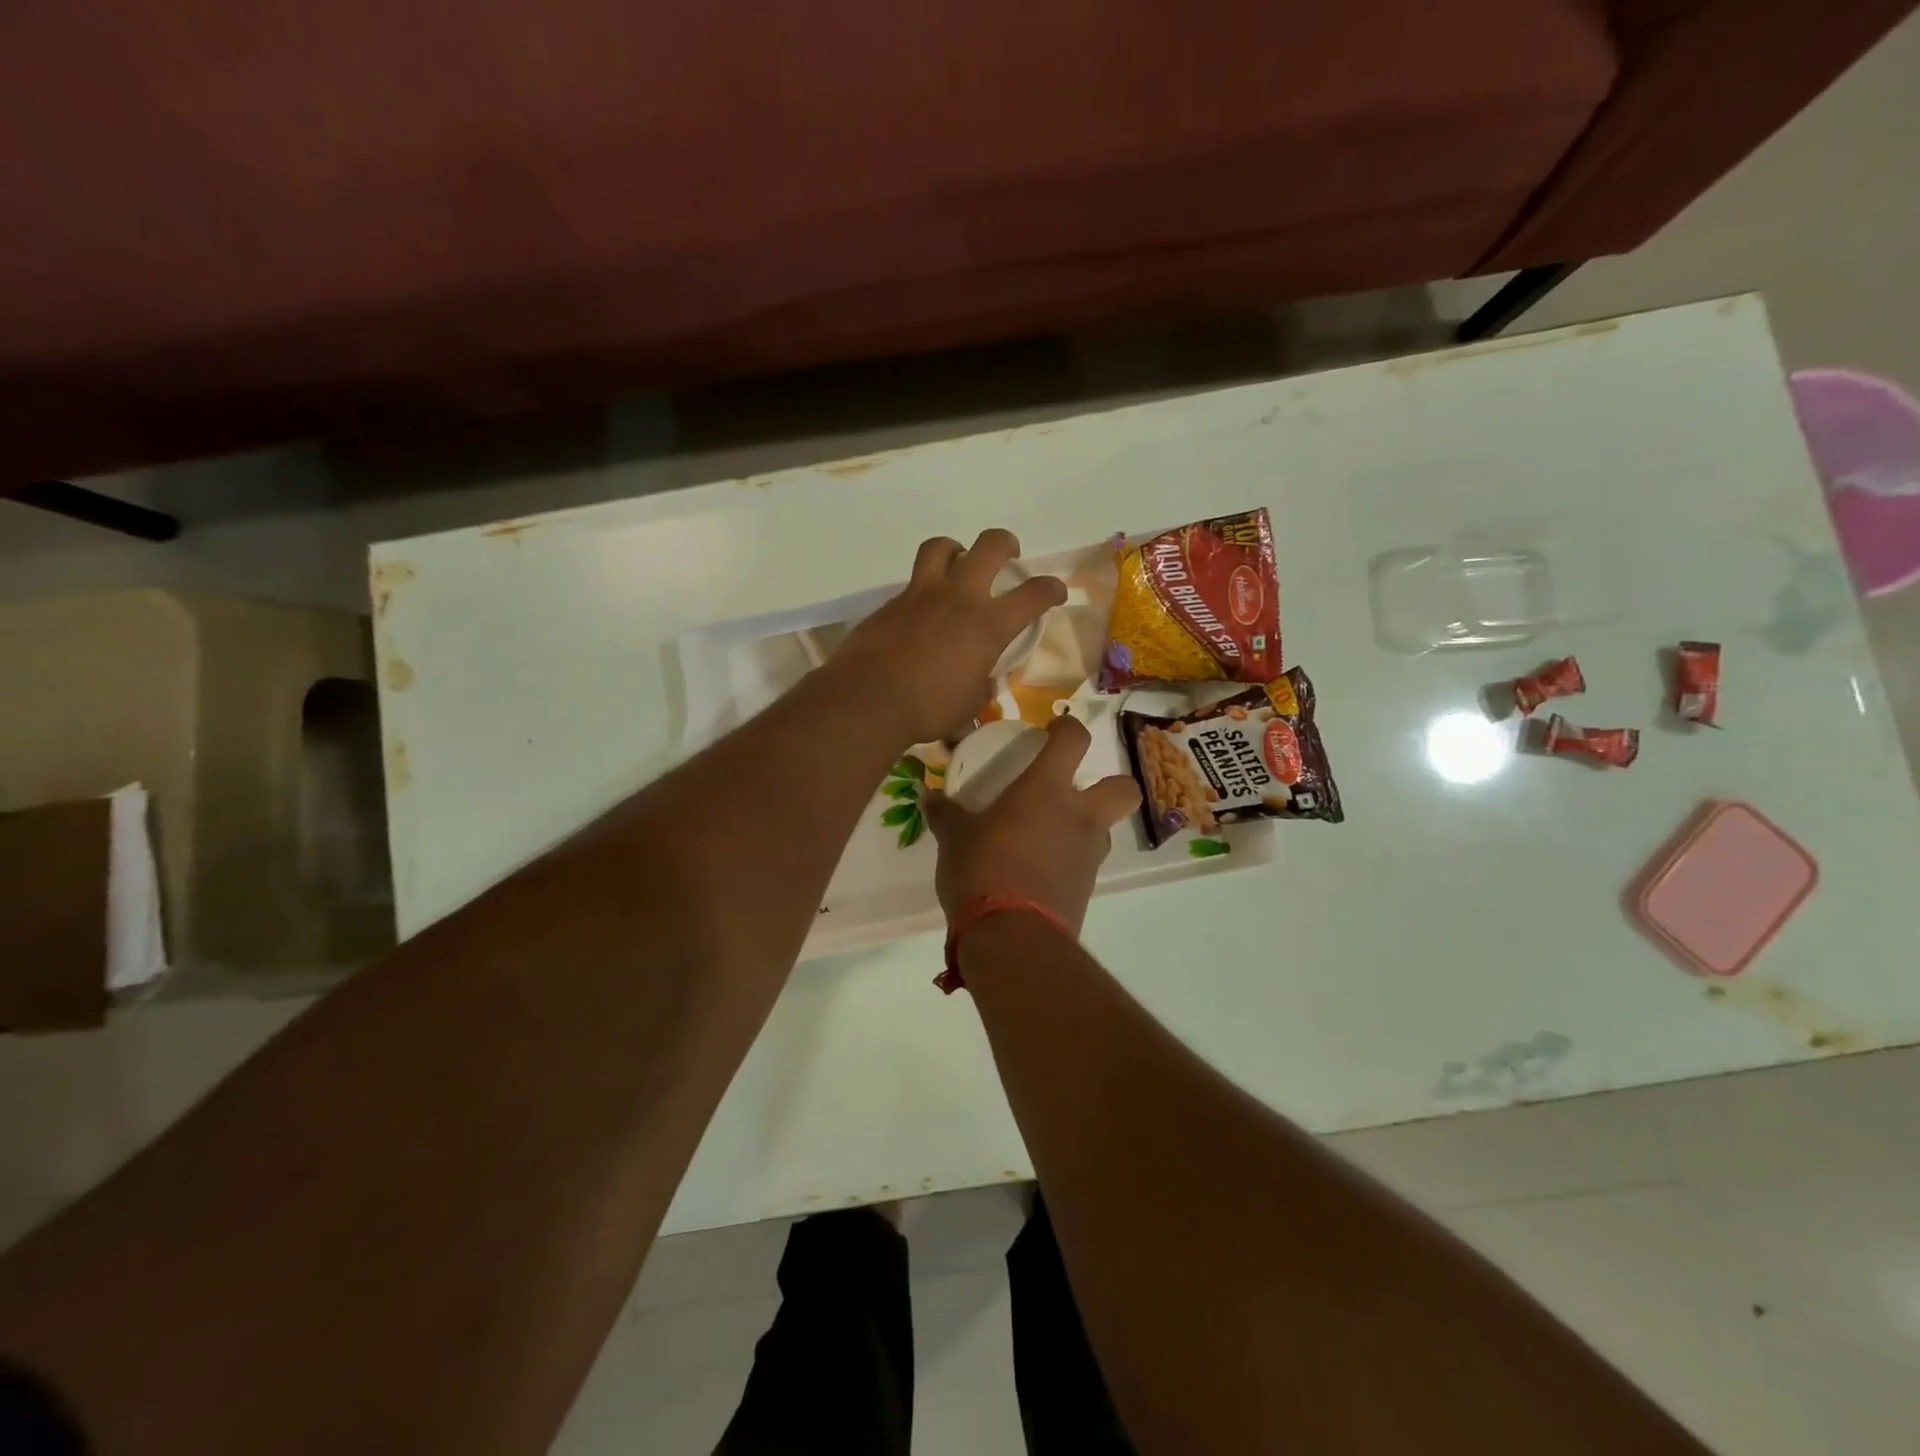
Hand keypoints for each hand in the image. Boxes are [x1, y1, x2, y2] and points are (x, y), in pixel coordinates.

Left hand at [829, 529, 1066, 745]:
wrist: (868, 699)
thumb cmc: (928, 708)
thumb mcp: (970, 704)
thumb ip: (982, 684)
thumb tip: (984, 679)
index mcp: (988, 624)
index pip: (1034, 594)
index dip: (1052, 588)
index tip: (1056, 592)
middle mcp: (959, 597)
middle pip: (990, 545)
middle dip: (1006, 544)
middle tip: (1008, 556)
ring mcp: (922, 594)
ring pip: (942, 547)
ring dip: (956, 550)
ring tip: (958, 565)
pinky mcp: (892, 602)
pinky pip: (913, 581)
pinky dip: (924, 588)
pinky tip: (922, 611)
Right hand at [925, 715, 1139, 933]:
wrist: (1012, 937)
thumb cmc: (982, 870)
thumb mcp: (954, 838)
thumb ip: (945, 814)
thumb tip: (928, 796)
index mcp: (1046, 790)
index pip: (1073, 740)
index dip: (1068, 728)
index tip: (1054, 729)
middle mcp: (1079, 816)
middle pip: (1124, 788)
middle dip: (1111, 784)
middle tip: (1077, 790)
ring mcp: (1088, 855)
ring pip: (1105, 830)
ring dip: (1086, 828)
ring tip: (1050, 836)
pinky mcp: (1086, 890)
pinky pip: (1085, 864)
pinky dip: (1070, 862)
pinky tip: (1040, 871)